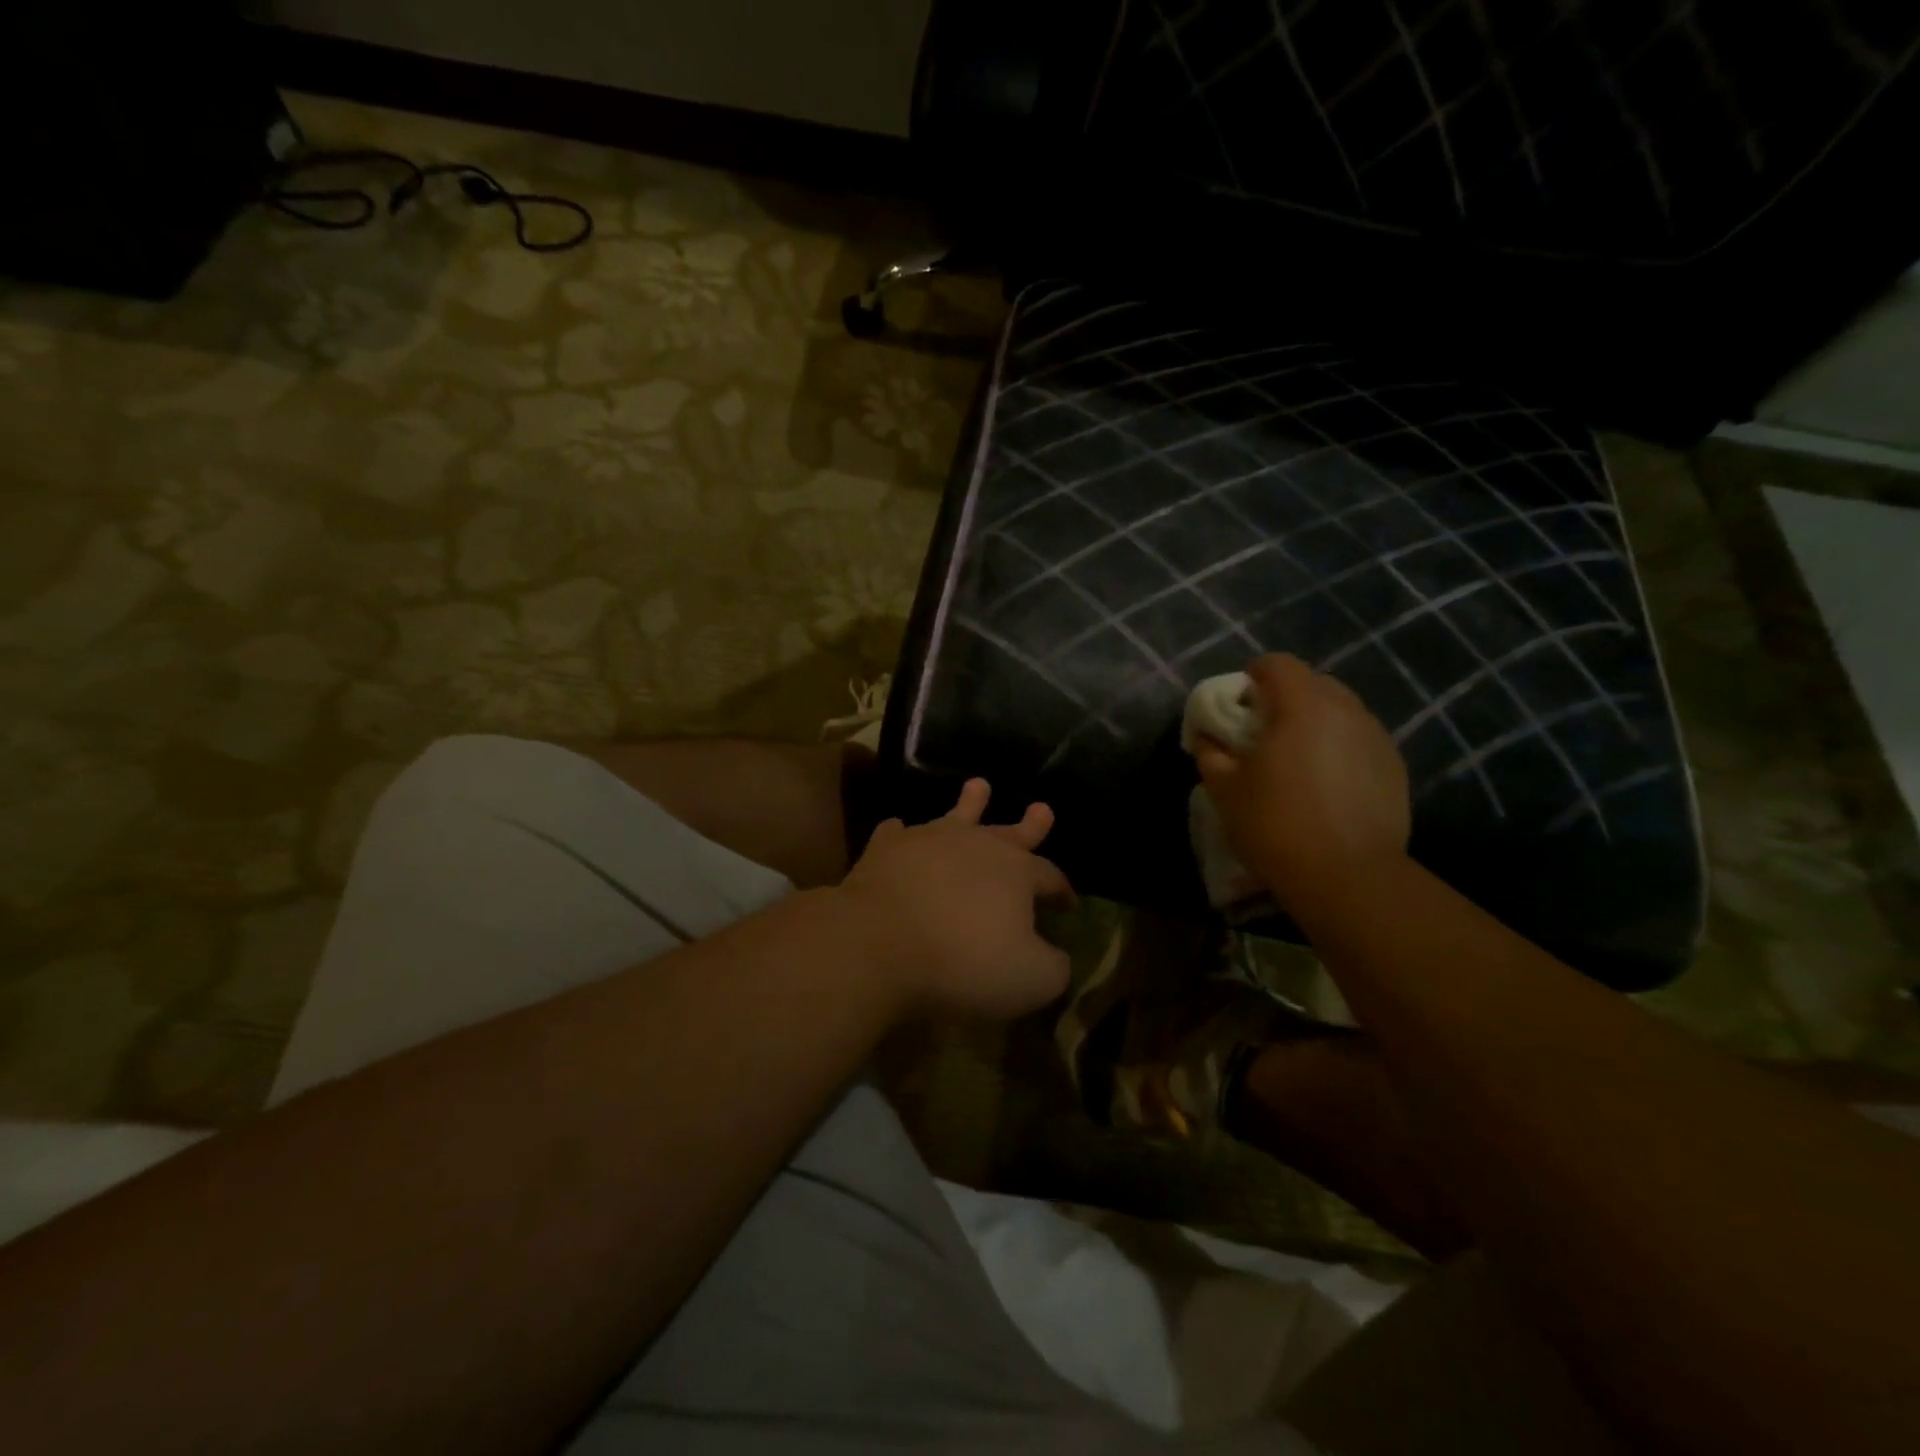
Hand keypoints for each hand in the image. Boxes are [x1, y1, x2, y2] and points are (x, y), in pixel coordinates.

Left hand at [836, 779, 1074, 1022]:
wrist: (880, 944)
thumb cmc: (964, 962)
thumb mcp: (1031, 980)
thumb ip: (1054, 968)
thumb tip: (1058, 957)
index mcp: (1017, 872)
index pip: (1050, 876)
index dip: (1062, 890)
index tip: (1068, 903)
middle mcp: (977, 845)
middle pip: (1011, 833)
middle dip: (1030, 825)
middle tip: (1042, 808)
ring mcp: (929, 840)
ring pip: (956, 815)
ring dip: (970, 802)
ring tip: (978, 784)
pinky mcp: (887, 848)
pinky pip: (897, 833)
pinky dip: (900, 833)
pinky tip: (897, 829)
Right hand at [1193, 654, 1410, 911]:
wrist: (1348, 877)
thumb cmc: (1276, 825)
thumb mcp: (1224, 789)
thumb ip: (1210, 751)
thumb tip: (1206, 735)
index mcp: (1301, 706)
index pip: (1278, 664)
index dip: (1254, 675)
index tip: (1239, 703)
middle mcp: (1346, 710)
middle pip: (1313, 682)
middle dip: (1286, 696)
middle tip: (1264, 731)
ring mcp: (1376, 737)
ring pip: (1341, 710)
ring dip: (1315, 721)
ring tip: (1297, 758)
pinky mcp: (1394, 766)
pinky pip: (1359, 738)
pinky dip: (1339, 746)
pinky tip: (1327, 782)